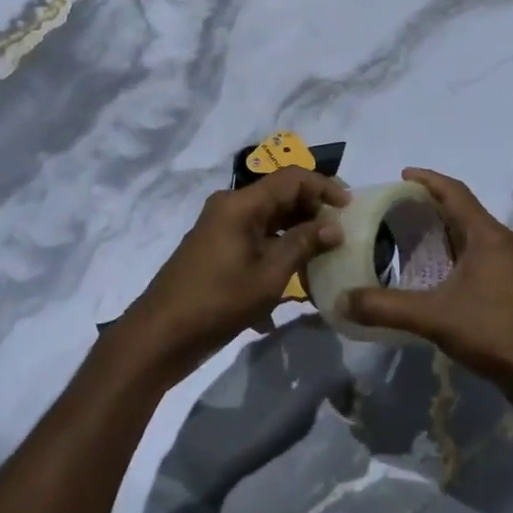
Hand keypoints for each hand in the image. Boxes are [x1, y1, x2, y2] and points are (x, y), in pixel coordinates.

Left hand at [117, 167, 348, 384]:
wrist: (161, 335)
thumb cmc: (218, 302)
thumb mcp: (269, 276)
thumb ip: (303, 245)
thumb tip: (334, 226)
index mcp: (241, 204)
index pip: (292, 178)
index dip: (324, 186)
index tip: (351, 207)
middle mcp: (230, 207)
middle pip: (280, 195)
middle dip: (313, 209)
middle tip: (343, 232)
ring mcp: (221, 227)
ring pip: (270, 218)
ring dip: (298, 232)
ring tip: (327, 254)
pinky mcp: (217, 248)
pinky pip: (256, 237)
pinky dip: (279, 248)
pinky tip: (298, 276)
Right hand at [346, 168, 512, 410]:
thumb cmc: (493, 332)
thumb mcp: (433, 317)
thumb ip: (386, 307)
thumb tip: (343, 301)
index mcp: (490, 236)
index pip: (456, 193)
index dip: (428, 180)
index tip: (403, 175)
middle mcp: (507, 242)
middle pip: (466, 213)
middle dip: (433, 207)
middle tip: (399, 209)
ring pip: (476, 236)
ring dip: (447, 232)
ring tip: (414, 238)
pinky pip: (483, 256)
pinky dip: (459, 254)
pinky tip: (440, 273)